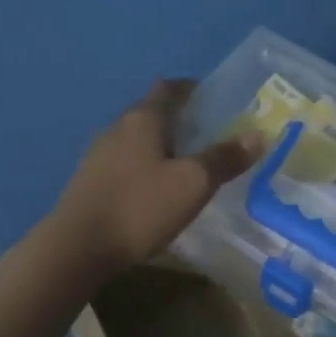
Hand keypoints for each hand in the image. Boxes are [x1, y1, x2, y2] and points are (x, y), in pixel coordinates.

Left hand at [48, 79, 259, 280]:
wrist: (79, 247)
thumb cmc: (140, 207)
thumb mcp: (192, 184)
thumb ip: (224, 158)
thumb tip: (257, 135)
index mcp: (142, 119)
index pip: (169, 89)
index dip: (191, 89)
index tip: (214, 99)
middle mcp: (116, 129)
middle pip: (152, 114)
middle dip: (179, 120)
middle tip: (209, 135)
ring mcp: (98, 156)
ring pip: (136, 141)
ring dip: (161, 146)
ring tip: (186, 165)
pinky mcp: (89, 182)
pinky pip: (125, 164)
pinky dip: (145, 168)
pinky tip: (156, 190)